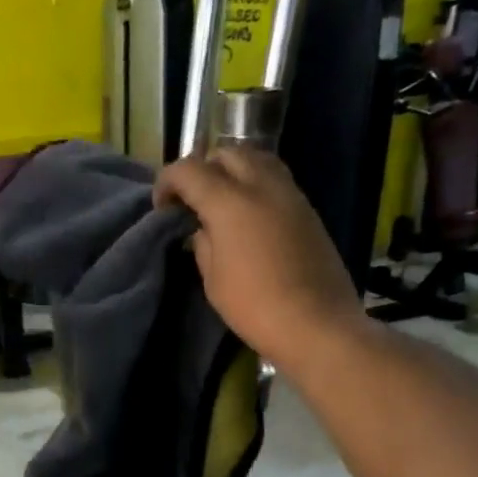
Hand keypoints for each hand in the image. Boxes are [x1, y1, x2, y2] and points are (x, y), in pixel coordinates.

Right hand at [155, 147, 363, 367]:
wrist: (315, 323)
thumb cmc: (254, 306)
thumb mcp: (214, 280)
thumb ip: (204, 243)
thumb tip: (204, 228)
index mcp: (230, 202)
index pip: (189, 170)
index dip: (167, 182)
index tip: (162, 207)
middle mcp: (261, 185)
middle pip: (226, 153)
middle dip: (203, 169)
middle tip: (193, 201)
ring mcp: (290, 193)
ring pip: (256, 159)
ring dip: (232, 172)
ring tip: (222, 203)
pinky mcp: (307, 209)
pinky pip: (275, 179)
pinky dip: (255, 185)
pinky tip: (249, 216)